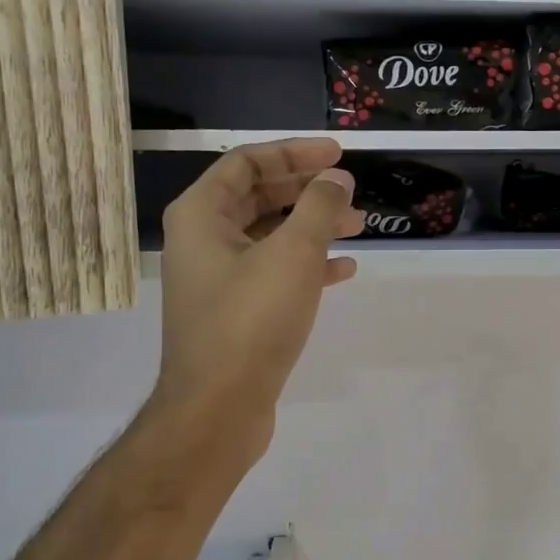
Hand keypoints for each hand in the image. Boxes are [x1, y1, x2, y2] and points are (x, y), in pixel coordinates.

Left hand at [149, 139, 364, 473]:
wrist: (219, 407)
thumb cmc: (251, 321)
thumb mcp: (292, 254)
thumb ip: (320, 208)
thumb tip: (337, 180)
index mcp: (201, 215)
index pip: (248, 163)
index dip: (294, 153)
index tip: (338, 155)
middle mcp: (204, 241)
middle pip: (260, 198)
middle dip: (308, 192)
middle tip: (351, 192)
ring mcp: (220, 279)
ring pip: (271, 237)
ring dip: (313, 228)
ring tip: (359, 227)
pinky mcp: (238, 313)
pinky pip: (275, 274)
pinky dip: (307, 266)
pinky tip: (343, 271)